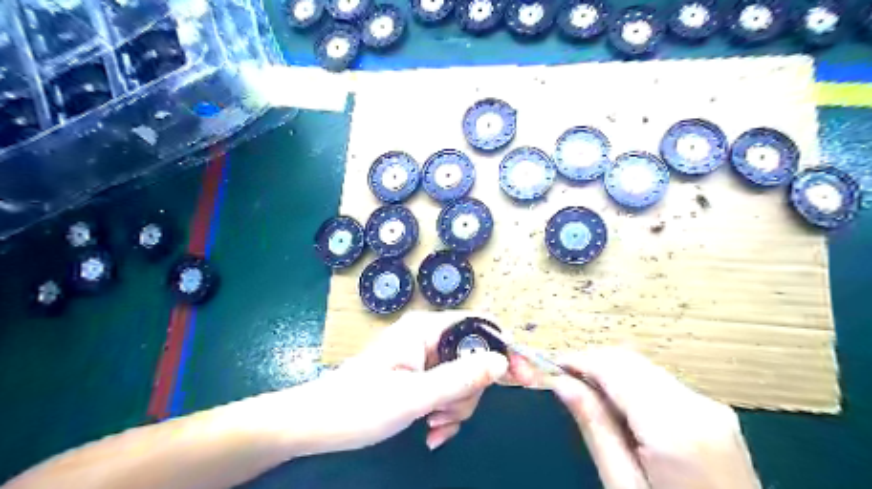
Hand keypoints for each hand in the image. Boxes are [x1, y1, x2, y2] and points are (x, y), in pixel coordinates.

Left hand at [288, 312, 514, 456]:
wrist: (316, 424)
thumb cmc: (359, 406)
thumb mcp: (414, 396)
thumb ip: (460, 378)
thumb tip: (502, 362)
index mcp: (425, 329)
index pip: (479, 327)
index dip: (504, 350)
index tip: (523, 379)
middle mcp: (427, 337)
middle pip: (473, 357)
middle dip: (467, 392)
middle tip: (445, 415)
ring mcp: (422, 356)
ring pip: (461, 378)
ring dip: (454, 407)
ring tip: (431, 426)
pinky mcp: (418, 374)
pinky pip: (446, 389)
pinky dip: (445, 411)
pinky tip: (430, 431)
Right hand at [547, 347, 760, 487]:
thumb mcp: (623, 486)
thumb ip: (595, 428)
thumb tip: (562, 383)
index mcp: (676, 428)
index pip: (615, 367)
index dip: (578, 359)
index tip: (549, 367)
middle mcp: (698, 406)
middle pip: (630, 360)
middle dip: (591, 363)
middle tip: (561, 381)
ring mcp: (710, 407)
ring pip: (643, 367)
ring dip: (609, 372)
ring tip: (584, 394)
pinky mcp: (712, 412)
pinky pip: (659, 382)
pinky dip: (630, 384)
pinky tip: (616, 405)